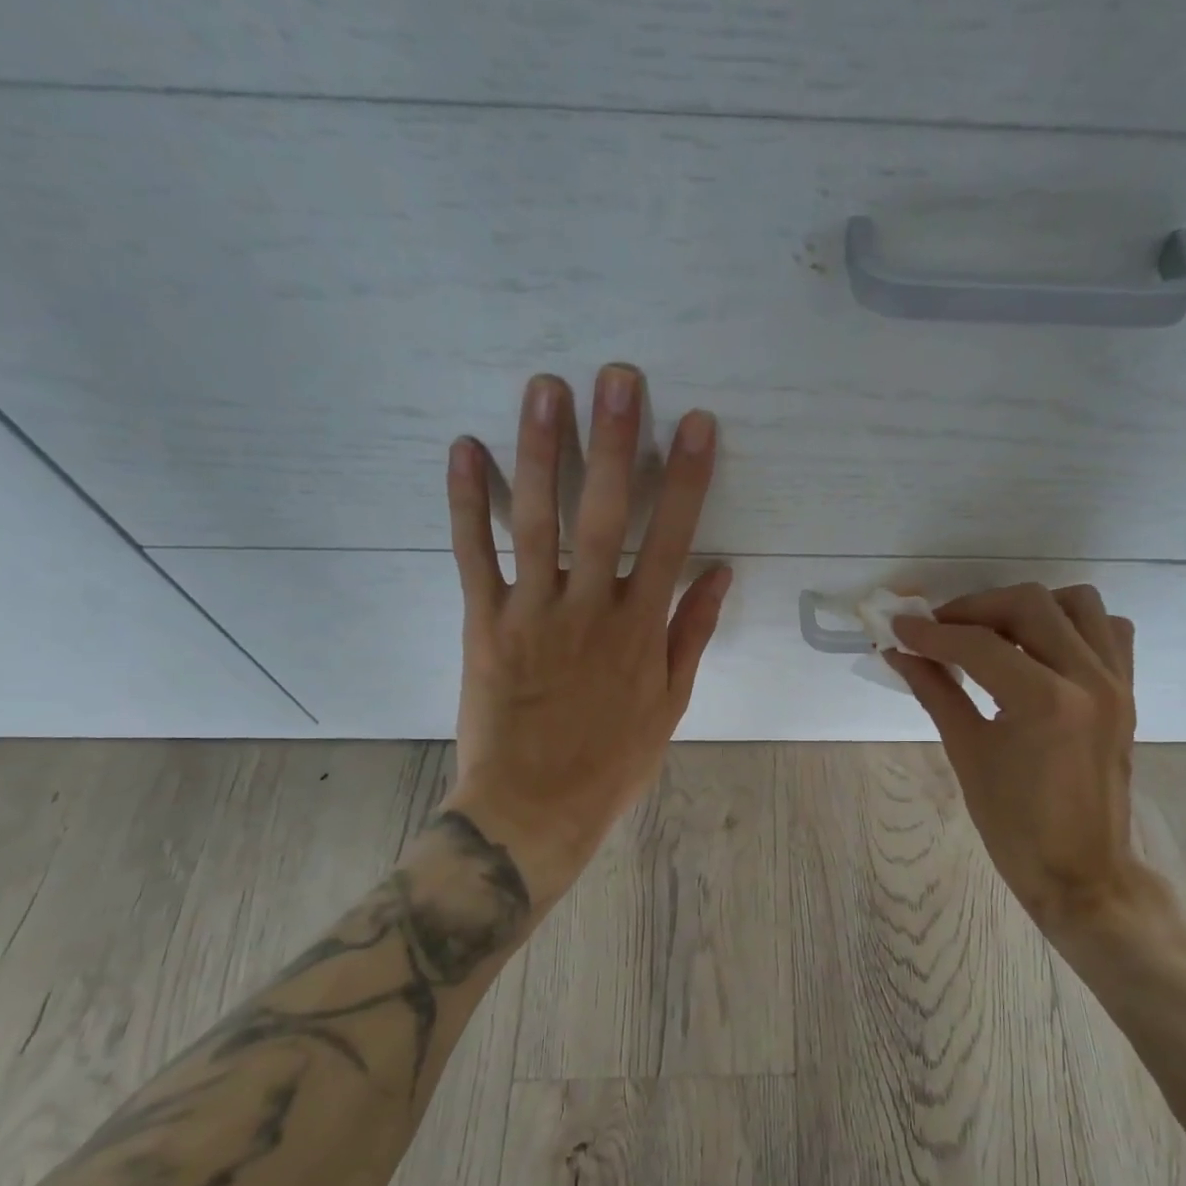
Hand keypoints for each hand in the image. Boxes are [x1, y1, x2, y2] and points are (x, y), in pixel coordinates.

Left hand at [441, 364, 729, 911]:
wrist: (534, 808)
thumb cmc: (612, 761)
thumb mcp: (670, 704)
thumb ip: (691, 633)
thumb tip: (719, 571)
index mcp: (641, 631)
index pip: (671, 539)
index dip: (685, 478)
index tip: (694, 424)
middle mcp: (590, 610)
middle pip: (606, 514)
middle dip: (614, 442)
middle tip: (617, 377)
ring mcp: (533, 613)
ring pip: (537, 520)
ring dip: (542, 451)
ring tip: (545, 388)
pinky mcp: (484, 624)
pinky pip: (474, 555)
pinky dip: (467, 503)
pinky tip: (466, 449)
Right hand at [886, 583, 1156, 932]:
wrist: (1081, 871)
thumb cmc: (1015, 825)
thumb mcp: (967, 753)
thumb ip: (936, 691)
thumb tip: (900, 654)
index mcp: (1045, 702)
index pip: (979, 644)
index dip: (931, 633)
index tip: (898, 628)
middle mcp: (1088, 678)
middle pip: (1030, 604)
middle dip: (975, 609)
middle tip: (939, 630)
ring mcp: (1115, 682)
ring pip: (1077, 603)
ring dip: (1028, 607)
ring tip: (991, 633)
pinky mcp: (1127, 691)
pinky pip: (1107, 630)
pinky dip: (1071, 623)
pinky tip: (1038, 648)